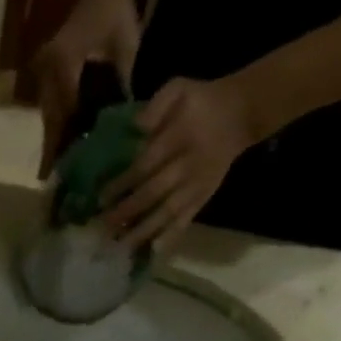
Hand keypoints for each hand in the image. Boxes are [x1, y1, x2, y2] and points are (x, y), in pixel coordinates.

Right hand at [34, 0, 142, 178]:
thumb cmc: (117, 9)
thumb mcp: (126, 45)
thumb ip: (122, 83)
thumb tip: (124, 122)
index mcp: (64, 63)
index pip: (64, 113)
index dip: (63, 145)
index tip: (59, 173)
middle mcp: (47, 71)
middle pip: (51, 122)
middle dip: (53, 152)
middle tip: (54, 183)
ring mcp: (44, 73)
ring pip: (49, 118)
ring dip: (53, 144)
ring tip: (55, 172)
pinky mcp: (47, 75)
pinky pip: (51, 108)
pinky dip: (57, 128)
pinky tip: (60, 148)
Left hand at [102, 76, 260, 251]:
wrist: (240, 113)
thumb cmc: (200, 102)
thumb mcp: (179, 88)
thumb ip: (156, 106)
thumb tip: (134, 128)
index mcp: (179, 138)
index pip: (145, 165)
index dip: (122, 183)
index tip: (100, 198)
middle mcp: (187, 165)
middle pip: (153, 193)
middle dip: (125, 212)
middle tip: (101, 226)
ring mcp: (196, 186)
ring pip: (166, 213)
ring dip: (141, 232)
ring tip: (118, 246)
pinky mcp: (203, 198)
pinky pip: (184, 221)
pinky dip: (168, 238)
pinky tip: (150, 252)